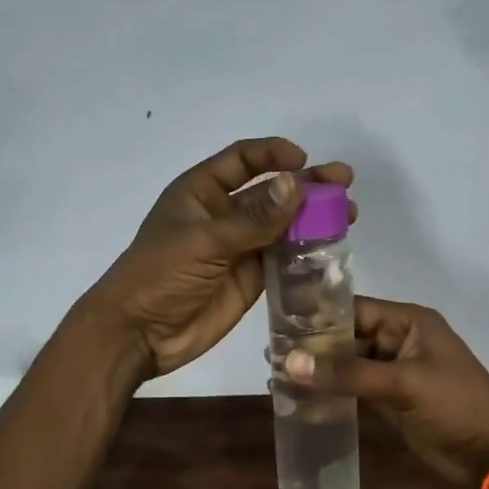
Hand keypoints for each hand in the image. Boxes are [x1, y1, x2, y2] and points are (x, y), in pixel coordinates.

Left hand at [81, 138, 354, 379]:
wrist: (139, 334)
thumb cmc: (159, 276)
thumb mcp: (204, 242)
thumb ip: (253, 219)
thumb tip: (296, 184)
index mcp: (201, 192)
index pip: (242, 160)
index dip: (273, 154)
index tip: (303, 160)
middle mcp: (223, 215)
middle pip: (271, 192)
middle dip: (306, 185)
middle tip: (344, 184)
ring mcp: (239, 248)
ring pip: (283, 225)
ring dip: (314, 219)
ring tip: (348, 215)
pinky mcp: (250, 279)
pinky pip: (283, 258)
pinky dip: (307, 252)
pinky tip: (333, 248)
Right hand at [286, 298, 488, 487]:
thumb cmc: (454, 405)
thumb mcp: (401, 383)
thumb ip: (346, 373)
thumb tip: (289, 362)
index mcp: (407, 322)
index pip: (353, 309)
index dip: (316, 316)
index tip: (277, 324)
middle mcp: (397, 340)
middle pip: (346, 337)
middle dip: (311, 347)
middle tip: (268, 355)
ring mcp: (392, 371)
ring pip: (346, 365)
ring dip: (318, 372)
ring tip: (274, 377)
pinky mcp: (389, 400)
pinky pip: (352, 390)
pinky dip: (330, 394)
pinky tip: (299, 400)